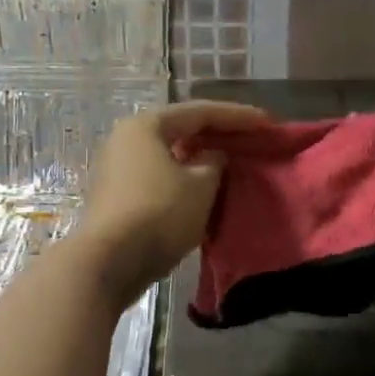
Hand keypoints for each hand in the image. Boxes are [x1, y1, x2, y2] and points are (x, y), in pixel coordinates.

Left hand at [74, 100, 267, 302]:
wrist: (108, 263)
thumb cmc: (158, 214)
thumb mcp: (201, 186)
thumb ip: (214, 163)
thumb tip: (212, 157)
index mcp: (146, 125)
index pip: (200, 112)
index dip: (237, 116)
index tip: (266, 122)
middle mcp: (126, 139)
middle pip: (181, 129)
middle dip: (217, 134)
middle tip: (249, 138)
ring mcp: (117, 168)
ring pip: (169, 154)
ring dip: (199, 157)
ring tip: (229, 161)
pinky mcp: (117, 195)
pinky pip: (159, 176)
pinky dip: (184, 177)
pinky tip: (203, 186)